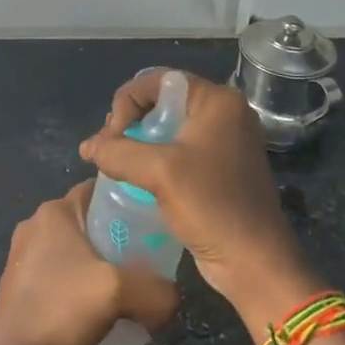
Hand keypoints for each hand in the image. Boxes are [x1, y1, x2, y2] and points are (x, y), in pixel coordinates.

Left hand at [0, 182, 180, 344]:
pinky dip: (83, 286)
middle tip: (150, 260)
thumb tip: (173, 298)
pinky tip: (101, 311)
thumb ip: (156, 289)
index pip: (99, 190)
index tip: (155, 221)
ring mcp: (25, 256)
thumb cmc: (61, 310)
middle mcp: (37, 224)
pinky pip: (63, 275)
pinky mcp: (21, 285)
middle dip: (119, 238)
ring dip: (101, 266)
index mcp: (56, 212)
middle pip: (90, 221)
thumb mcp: (119, 292)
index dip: (129, 201)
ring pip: (76, 250)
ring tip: (130, 290)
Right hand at [79, 71, 317, 337]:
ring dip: (137, 142)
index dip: (128, 102)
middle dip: (129, 122)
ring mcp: (224, 141)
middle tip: (109, 151)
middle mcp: (224, 113)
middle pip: (162, 101)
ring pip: (168, 127)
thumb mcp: (160, 172)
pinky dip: (153, 159)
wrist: (255, 264)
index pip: (158, 81)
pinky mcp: (220, 168)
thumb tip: (89, 148)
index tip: (113, 136)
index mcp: (217, 101)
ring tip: (114, 164)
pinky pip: (178, 150)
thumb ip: (118, 152)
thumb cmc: (212, 206)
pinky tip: (133, 177)